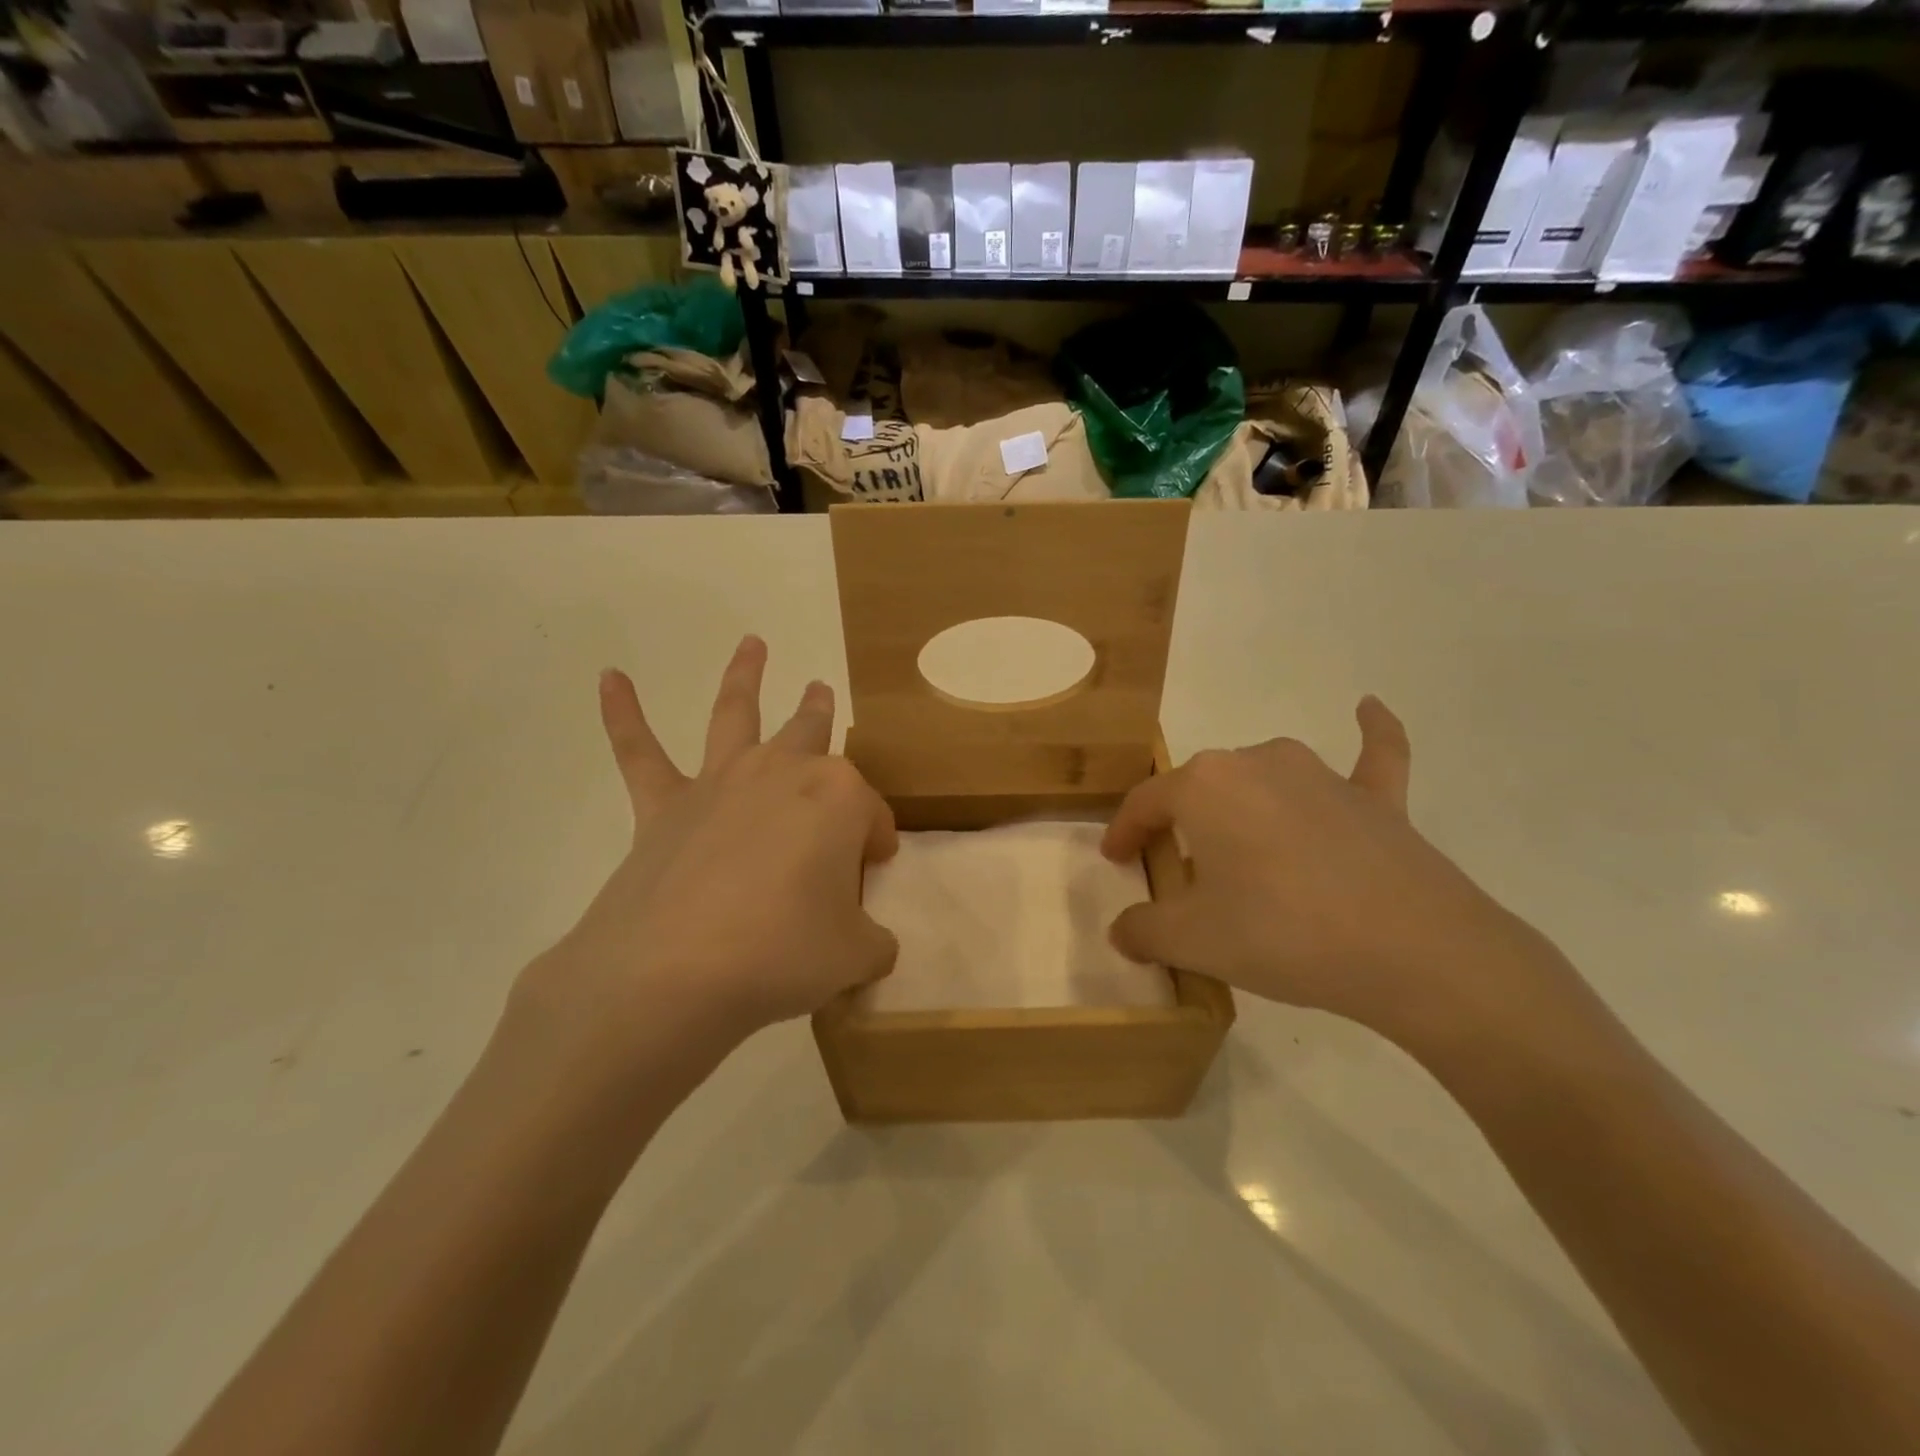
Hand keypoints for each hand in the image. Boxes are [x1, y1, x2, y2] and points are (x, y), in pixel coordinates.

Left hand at [517, 636, 898, 1068]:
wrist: (673, 973)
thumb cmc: (783, 954)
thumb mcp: (856, 957)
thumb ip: (871, 941)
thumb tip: (865, 940)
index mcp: (839, 799)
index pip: (872, 815)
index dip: (876, 843)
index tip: (872, 871)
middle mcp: (783, 773)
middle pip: (811, 735)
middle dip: (819, 714)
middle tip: (820, 691)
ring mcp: (720, 783)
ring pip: (737, 714)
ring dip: (745, 676)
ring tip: (751, 644)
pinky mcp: (664, 806)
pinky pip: (639, 752)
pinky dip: (622, 713)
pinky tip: (609, 679)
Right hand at [1101, 699, 1547, 1046]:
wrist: (1416, 952)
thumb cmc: (1283, 934)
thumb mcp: (1193, 942)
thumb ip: (1143, 931)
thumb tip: (1123, 931)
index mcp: (1206, 785)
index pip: (1146, 802)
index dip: (1124, 832)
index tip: (1116, 860)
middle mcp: (1258, 761)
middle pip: (1202, 789)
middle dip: (1182, 824)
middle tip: (1178, 869)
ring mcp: (1323, 775)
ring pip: (1265, 778)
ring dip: (1244, 804)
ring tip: (1238, 845)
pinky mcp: (1379, 799)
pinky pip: (1371, 756)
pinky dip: (1369, 734)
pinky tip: (1368, 708)